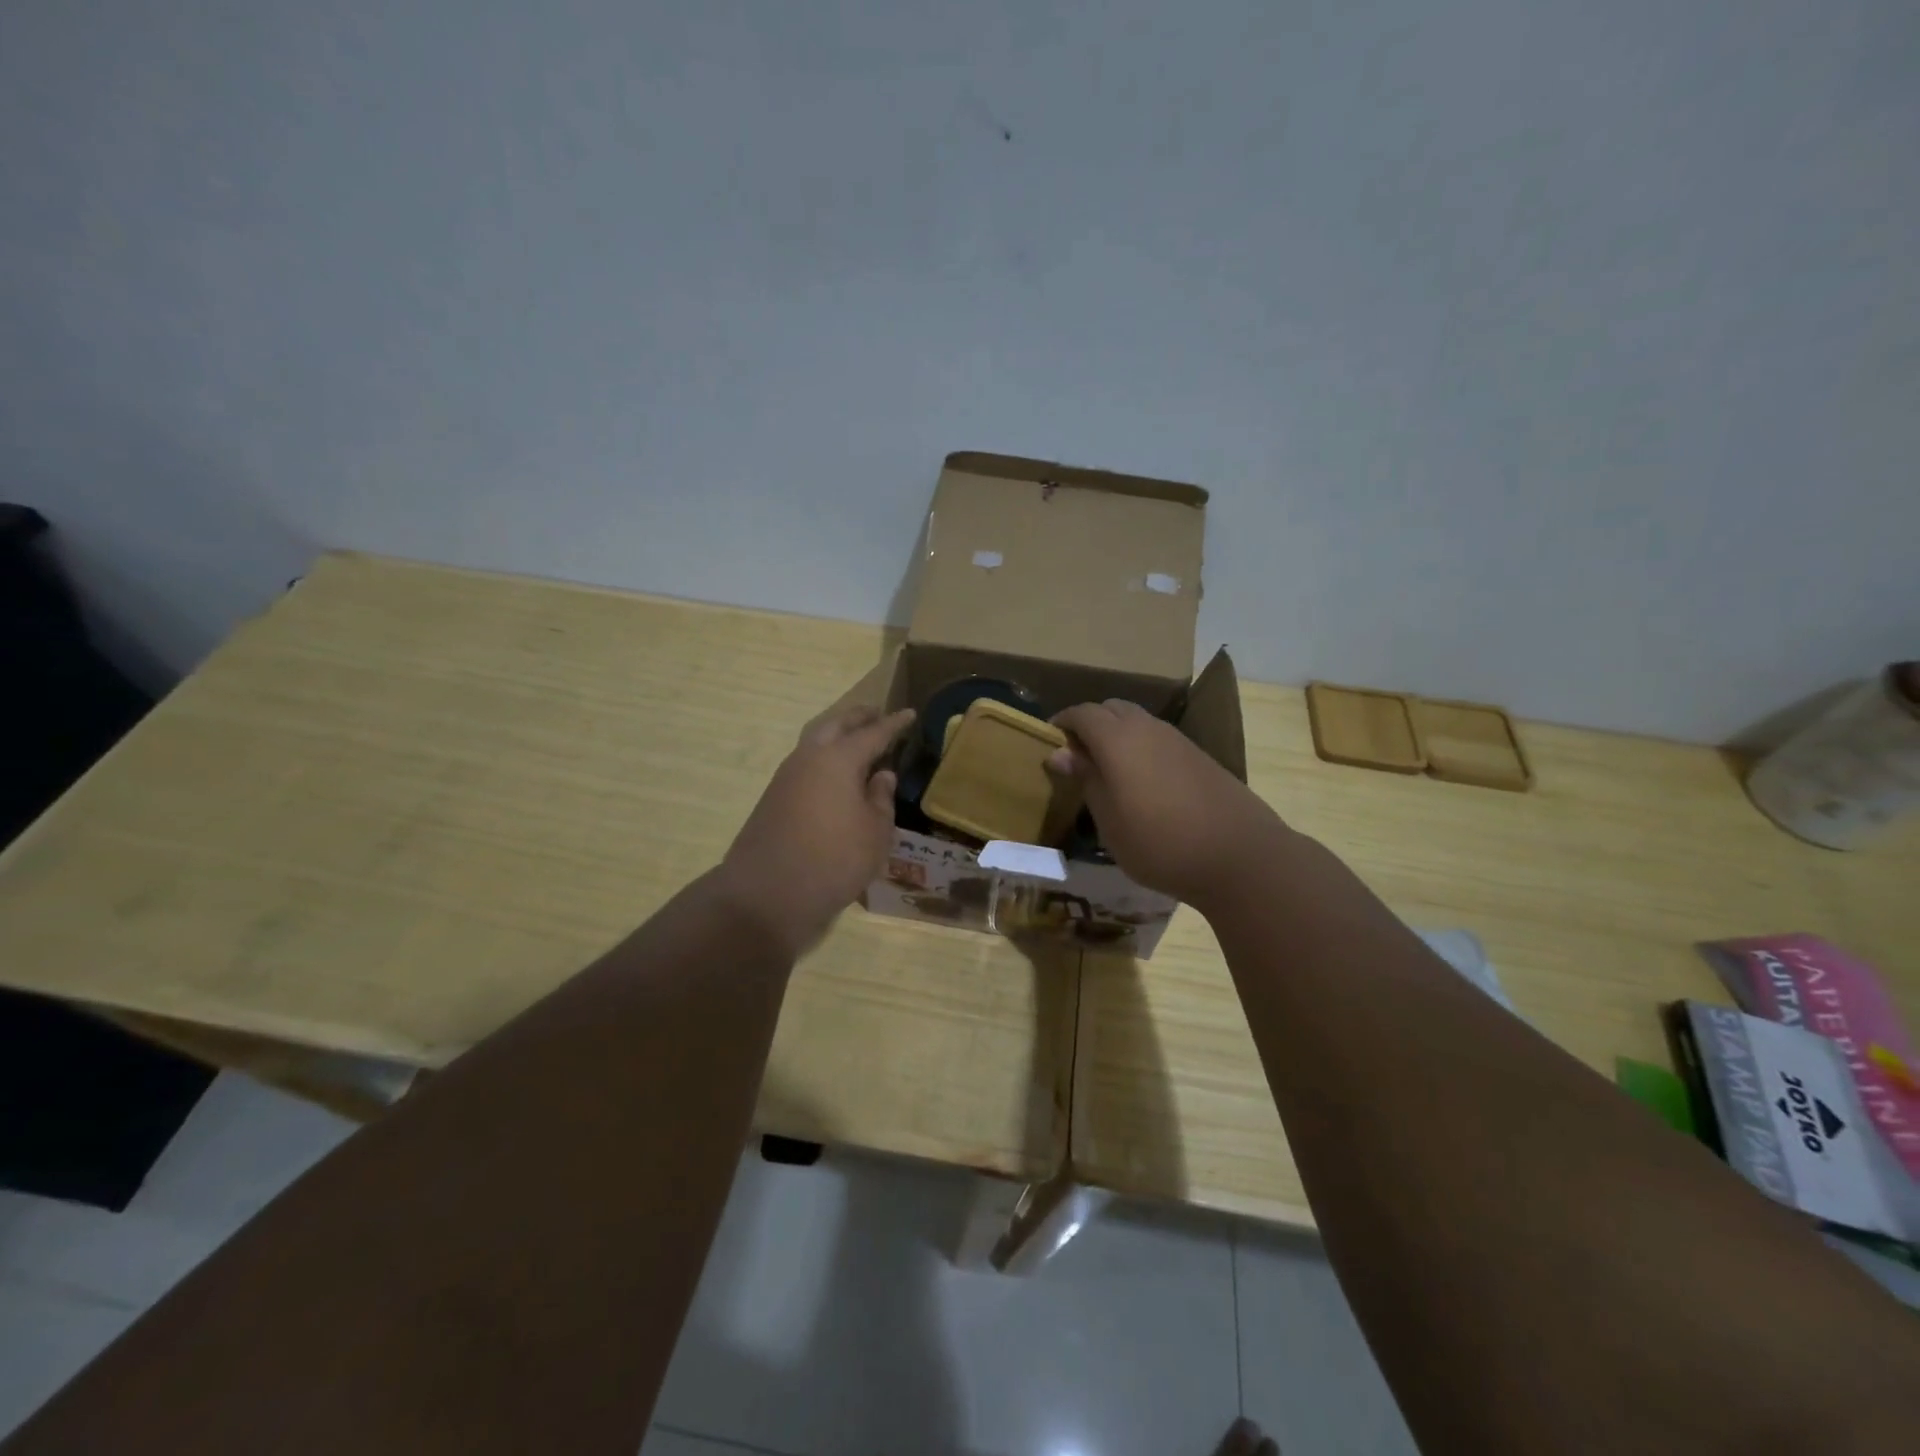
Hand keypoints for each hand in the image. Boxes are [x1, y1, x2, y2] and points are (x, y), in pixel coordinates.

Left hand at [718, 704, 915, 957]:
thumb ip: (881, 798)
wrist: (768, 894)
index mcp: (839, 759)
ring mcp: (786, 777)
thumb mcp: (875, 832)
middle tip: (877, 715)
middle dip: (858, 718)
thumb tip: (881, 775)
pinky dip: (824, 759)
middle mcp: (809, 758)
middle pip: (836, 725)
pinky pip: (805, 764)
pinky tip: (835, 775)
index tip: (910, 713)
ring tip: (857, 742)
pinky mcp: (774, 798)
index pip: (873, 733)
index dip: (894, 724)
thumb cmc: (834, 859)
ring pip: (815, 742)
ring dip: (836, 736)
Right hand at [1049, 698, 1285, 907]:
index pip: (1082, 713)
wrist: (1240, 856)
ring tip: (1107, 769)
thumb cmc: (1161, 843)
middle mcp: (1148, 728)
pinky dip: (1140, 746)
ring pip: (1138, 721)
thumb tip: (1061, 753)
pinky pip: (1158, 737)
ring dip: (1117, 733)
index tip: (1049, 741)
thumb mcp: (1110, 821)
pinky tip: (1142, 781)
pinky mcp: (1199, 756)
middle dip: (1090, 723)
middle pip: (1111, 708)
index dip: (1062, 723)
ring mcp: (1178, 739)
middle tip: (1077, 756)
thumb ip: (1086, 780)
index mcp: (1118, 739)